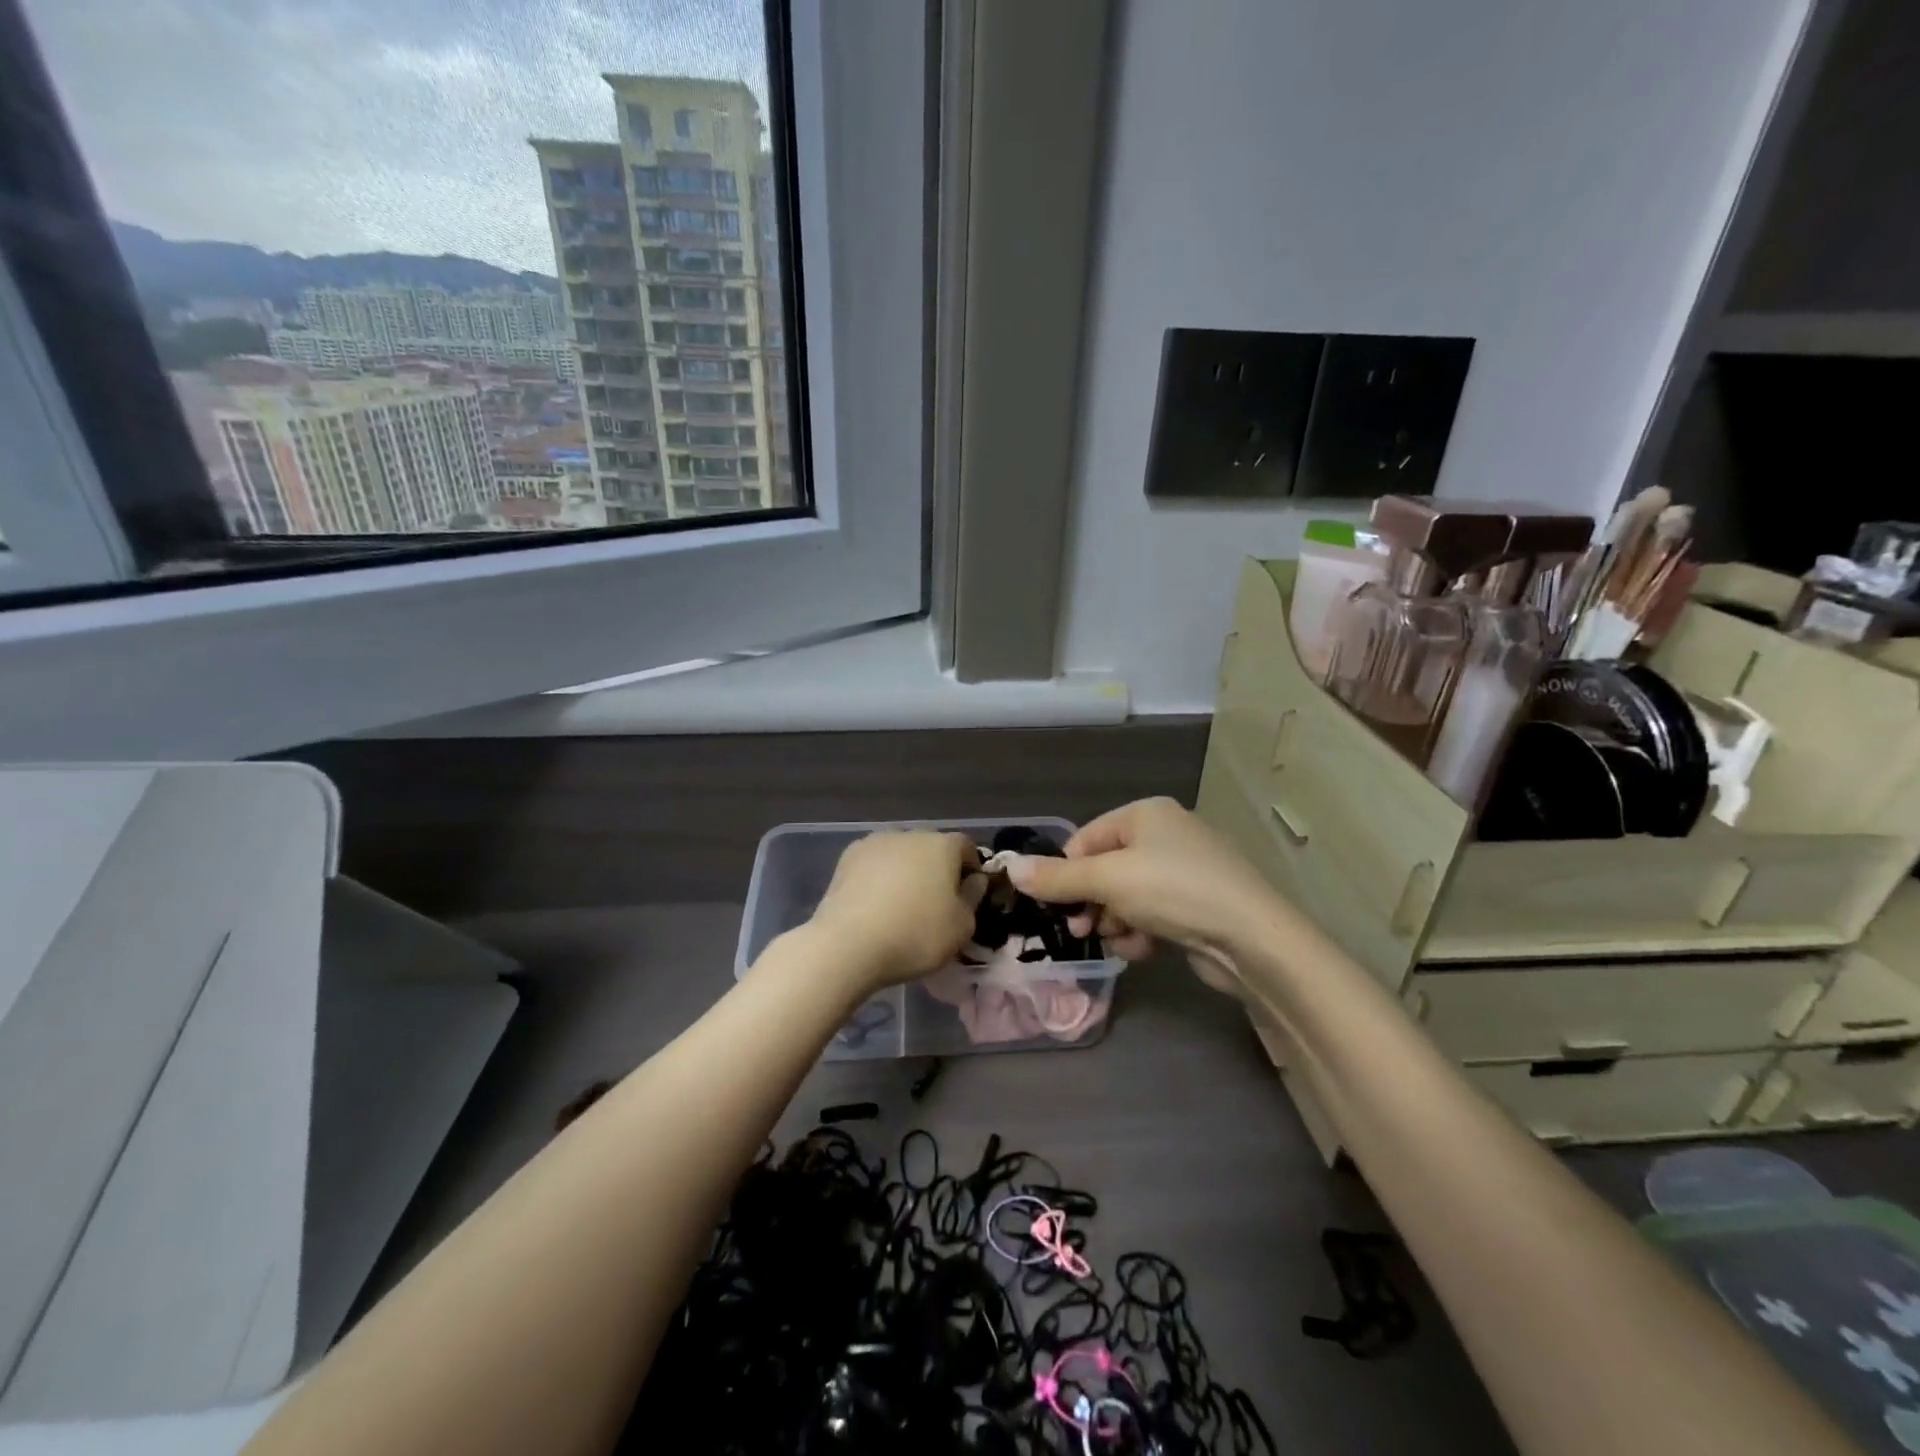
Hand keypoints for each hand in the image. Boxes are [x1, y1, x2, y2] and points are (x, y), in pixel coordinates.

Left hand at [808, 831, 981, 991]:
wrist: (848, 944)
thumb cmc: (916, 935)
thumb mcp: (962, 927)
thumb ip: (973, 898)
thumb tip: (973, 880)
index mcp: (942, 845)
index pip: (966, 847)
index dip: (971, 868)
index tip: (968, 895)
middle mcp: (910, 834)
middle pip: (931, 848)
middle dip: (936, 869)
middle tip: (934, 903)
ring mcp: (875, 842)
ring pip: (900, 854)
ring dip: (906, 872)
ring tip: (900, 905)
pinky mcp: (847, 858)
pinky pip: (874, 864)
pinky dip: (879, 878)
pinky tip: (874, 904)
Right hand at [1005, 799, 1279, 982]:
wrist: (1252, 938)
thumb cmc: (1173, 891)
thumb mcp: (1108, 880)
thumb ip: (1057, 878)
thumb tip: (1009, 868)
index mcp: (1144, 814)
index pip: (1085, 840)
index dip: (1067, 874)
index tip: (1057, 908)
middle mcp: (1165, 834)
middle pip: (1105, 869)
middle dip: (1092, 903)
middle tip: (1083, 931)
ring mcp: (1185, 870)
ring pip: (1127, 896)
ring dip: (1116, 922)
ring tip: (1122, 941)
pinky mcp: (1198, 903)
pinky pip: (1153, 913)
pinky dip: (1142, 932)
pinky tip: (1146, 949)